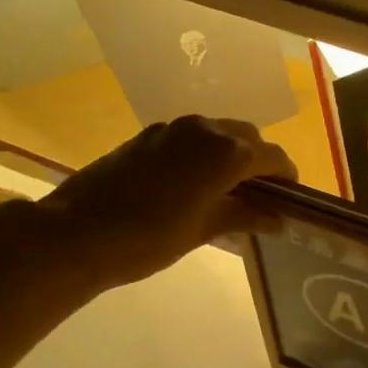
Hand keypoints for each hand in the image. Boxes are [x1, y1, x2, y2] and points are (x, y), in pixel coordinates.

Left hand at [38, 116, 294, 290]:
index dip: (287, 177)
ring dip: (231, 156)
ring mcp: (171, 129)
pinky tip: (194, 185)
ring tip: (229, 191)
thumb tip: (276, 218)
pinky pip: (190, 138)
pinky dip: (203, 155)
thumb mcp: (204, 230)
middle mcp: (203, 129)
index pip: (272, 157)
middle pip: (246, 138)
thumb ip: (244, 216)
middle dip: (259, 162)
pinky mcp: (147, 136)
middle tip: (261, 196)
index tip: (291, 199)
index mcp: (225, 152)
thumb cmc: (149, 238)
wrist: (76, 233)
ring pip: (217, 133)